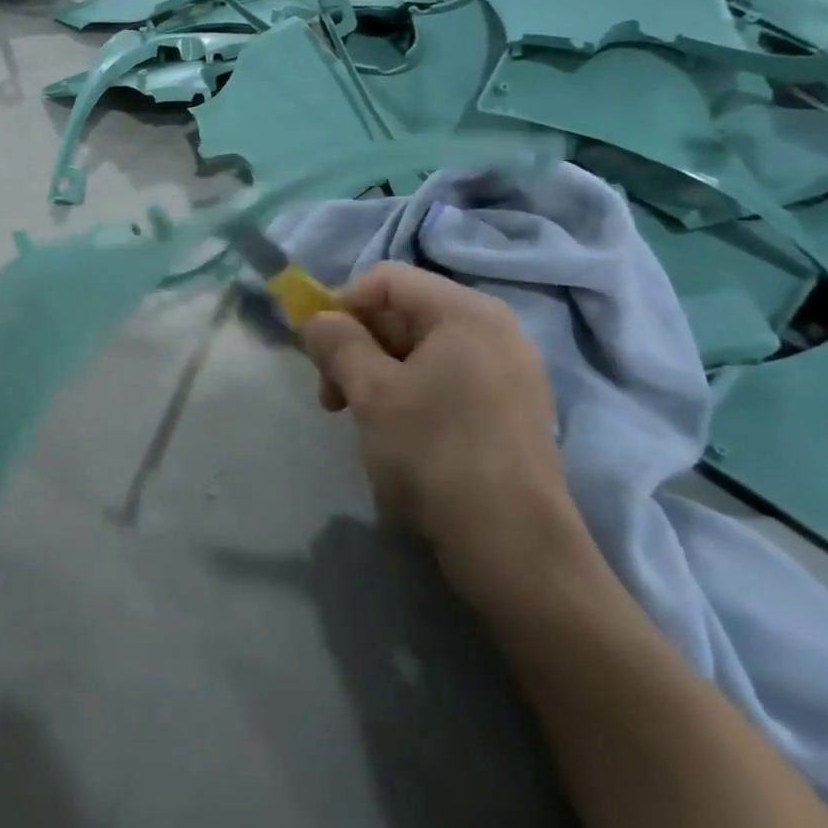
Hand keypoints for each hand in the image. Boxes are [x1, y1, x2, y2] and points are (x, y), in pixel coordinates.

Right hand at [300, 263, 582, 607]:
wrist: (513, 547)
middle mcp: (494, 330)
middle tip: (332, 396)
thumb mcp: (371, 392)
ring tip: (358, 417)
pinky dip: (410, 391)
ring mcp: (508, 371)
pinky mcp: (510, 408)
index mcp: (465, 312)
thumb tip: (315, 318)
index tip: (317, 350)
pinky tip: (396, 432)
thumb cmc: (434, 452)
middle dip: (357, 345)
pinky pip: (447, 378)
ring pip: (422, 349)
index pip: (387, 280)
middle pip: (404, 313)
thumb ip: (337, 343)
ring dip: (377, 373)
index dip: (342, 305)